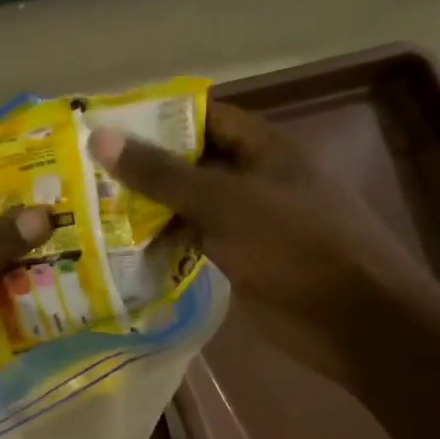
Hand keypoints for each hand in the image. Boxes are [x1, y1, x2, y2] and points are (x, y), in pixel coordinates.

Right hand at [88, 102, 439, 384]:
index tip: (104, 128)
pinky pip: (197, 243)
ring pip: (191, 207)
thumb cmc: (296, 247)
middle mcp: (255, 178)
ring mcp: (249, 222)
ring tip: (93, 214)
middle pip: (192, 163)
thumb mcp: (226, 203)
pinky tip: (126, 253)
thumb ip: (163, 175)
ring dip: (150, 211)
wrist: (353, 321)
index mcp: (263, 148)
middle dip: (144, 169)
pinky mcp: (243, 260)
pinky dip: (166, 246)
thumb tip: (101, 138)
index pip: (203, 117)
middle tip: (85, 176)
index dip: (156, 119)